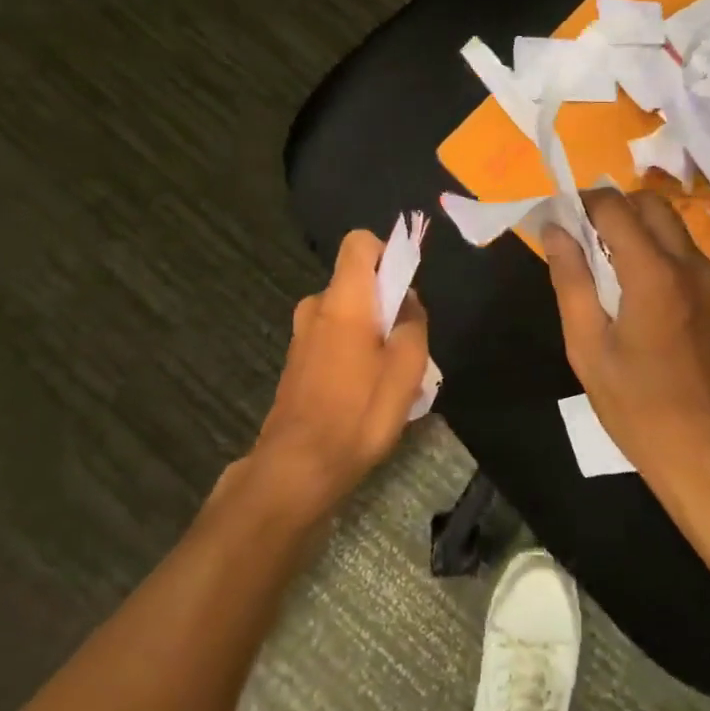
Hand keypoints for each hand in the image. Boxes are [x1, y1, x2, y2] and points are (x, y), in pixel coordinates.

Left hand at [248, 229, 430, 517]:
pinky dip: (351, 351)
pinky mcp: (296, 362)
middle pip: (356, 282)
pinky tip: (364, 393)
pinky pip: (332, 337)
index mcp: (343, 299)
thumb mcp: (406, 370)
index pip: (359, 243)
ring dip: (369, 331)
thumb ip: (413, 325)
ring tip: (389, 375)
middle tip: (405, 344)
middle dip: (384, 302)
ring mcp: (301, 335)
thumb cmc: (357, 413)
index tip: (403, 287)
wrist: (296, 468)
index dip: (385, 252)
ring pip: (346, 313)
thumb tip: (407, 302)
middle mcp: (316, 307)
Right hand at [542, 189, 709, 508]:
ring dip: (632, 224)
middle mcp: (688, 263)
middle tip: (577, 238)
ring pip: (668, 222)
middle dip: (610, 207)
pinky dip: (651, 244)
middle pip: (648, 203)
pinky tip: (628, 283)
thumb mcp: (587, 346)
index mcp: (654, 273)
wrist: (708, 456)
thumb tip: (554, 228)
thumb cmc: (637, 407)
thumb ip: (570, 279)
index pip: (614, 206)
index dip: (580, 203)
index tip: (555, 220)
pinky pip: (680, 248)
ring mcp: (708, 278)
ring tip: (598, 261)